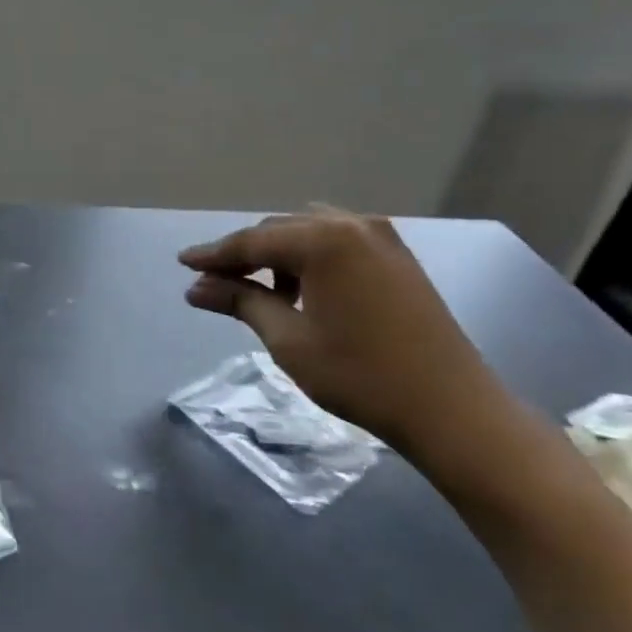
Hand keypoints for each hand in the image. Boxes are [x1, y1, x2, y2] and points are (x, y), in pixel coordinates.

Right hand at [179, 207, 509, 451]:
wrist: (450, 406)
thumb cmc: (359, 375)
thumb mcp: (289, 339)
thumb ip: (241, 302)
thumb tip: (195, 287)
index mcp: (324, 240)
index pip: (252, 242)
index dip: (213, 254)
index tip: (182, 263)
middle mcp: (353, 225)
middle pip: (279, 230)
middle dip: (244, 255)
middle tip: (213, 284)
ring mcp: (381, 238)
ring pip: (309, 233)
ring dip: (277, 255)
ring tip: (258, 291)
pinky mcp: (398, 258)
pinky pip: (338, 243)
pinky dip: (310, 259)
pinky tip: (301, 291)